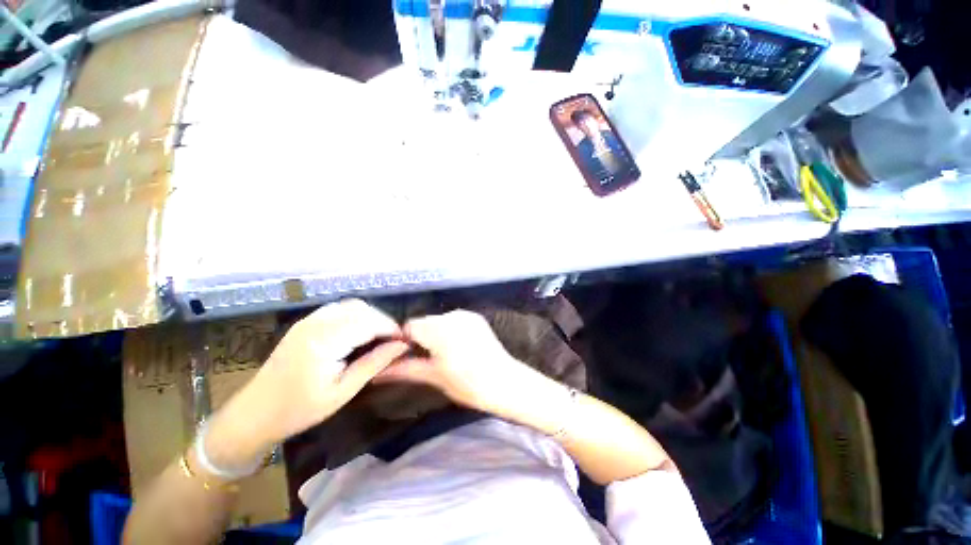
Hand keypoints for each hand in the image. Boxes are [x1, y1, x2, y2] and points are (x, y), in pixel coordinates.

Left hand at [231, 299, 408, 445]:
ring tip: (380, 337)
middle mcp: (317, 322)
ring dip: (371, 317)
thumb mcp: (343, 391)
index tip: (405, 341)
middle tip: (394, 341)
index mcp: (325, 340)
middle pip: (362, 309)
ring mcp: (309, 319)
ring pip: (352, 306)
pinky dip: (356, 316)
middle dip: (383, 321)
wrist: (255, 413)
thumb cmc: (299, 409)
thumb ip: (375, 363)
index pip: (369, 322)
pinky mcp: (306, 322)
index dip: (392, 329)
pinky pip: (339, 309)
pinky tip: (360, 332)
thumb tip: (403, 346)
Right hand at [376, 310, 549, 415]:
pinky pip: (453, 319)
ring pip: (438, 320)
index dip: (403, 340)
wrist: (505, 382)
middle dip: (419, 337)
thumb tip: (376, 373)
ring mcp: (465, 314)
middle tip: (423, 358)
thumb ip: (405, 369)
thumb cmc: (468, 384)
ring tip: (441, 353)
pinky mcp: (475, 317)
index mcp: (439, 329)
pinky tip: (456, 345)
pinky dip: (448, 329)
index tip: (404, 355)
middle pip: (424, 321)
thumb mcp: (434, 376)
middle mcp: (452, 315)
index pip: (409, 326)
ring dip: (434, 333)